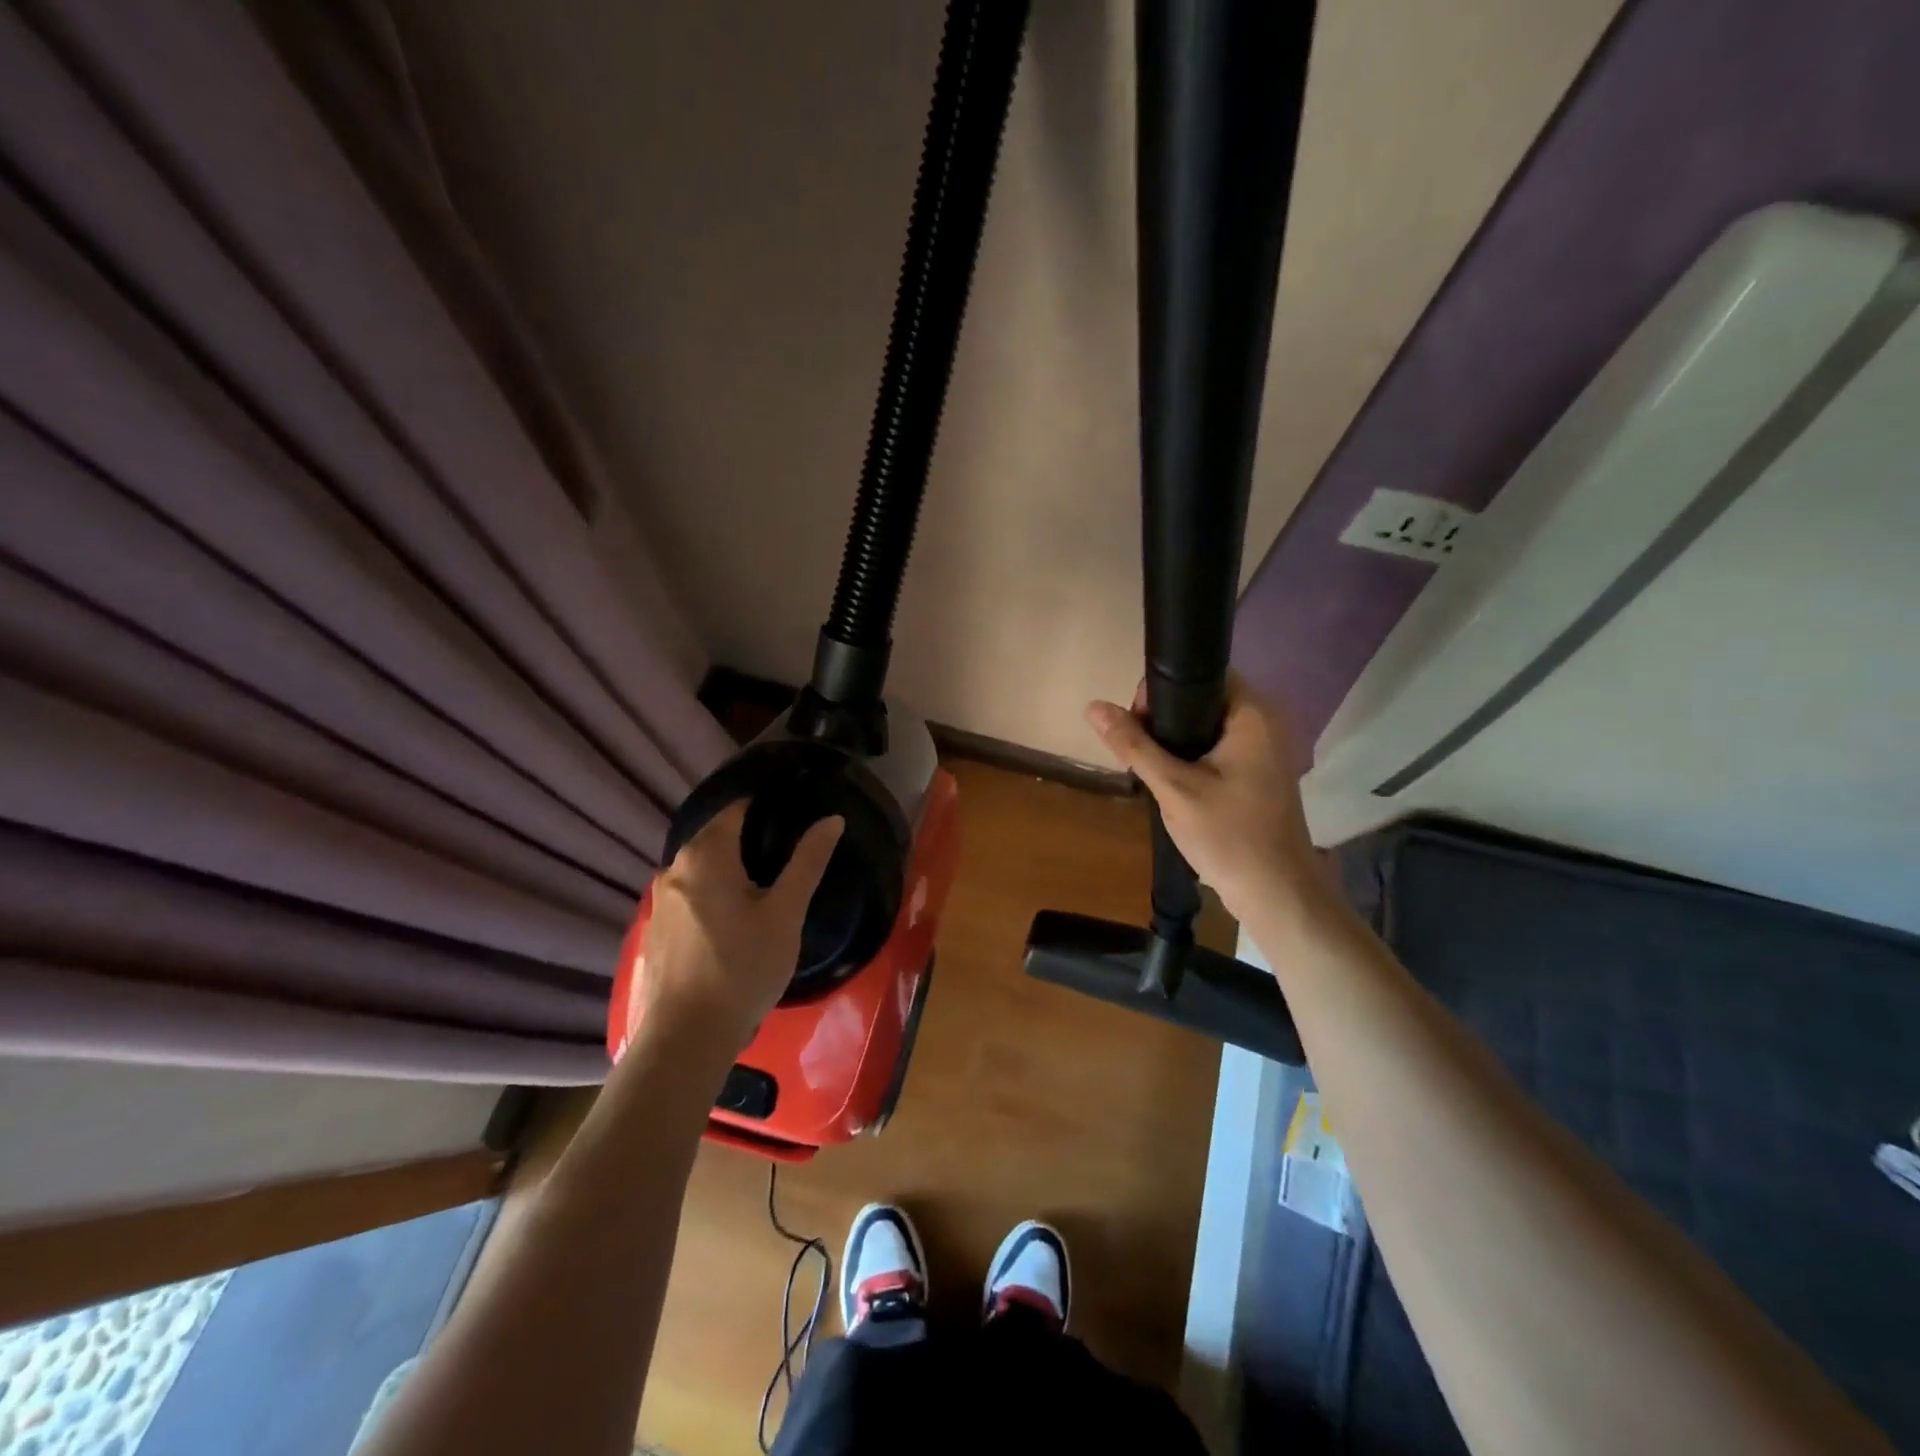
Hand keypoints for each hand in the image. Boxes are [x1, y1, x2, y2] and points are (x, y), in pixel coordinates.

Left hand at [633, 803, 842, 1052]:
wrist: (688, 1036)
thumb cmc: (744, 967)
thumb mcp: (786, 912)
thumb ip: (808, 861)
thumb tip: (831, 819)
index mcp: (705, 854)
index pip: (737, 809)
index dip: (767, 807)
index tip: (795, 816)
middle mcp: (674, 867)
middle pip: (716, 837)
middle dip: (750, 839)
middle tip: (789, 855)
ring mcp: (660, 900)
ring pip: (702, 868)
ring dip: (731, 869)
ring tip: (767, 888)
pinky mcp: (657, 929)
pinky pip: (690, 894)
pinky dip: (713, 894)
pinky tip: (735, 921)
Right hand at [1086, 676, 1330, 920]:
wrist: (1276, 893)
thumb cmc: (1228, 835)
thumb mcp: (1173, 788)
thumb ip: (1134, 745)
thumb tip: (1094, 706)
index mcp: (1252, 715)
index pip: (1203, 674)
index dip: (1162, 690)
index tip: (1137, 723)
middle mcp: (1264, 724)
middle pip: (1202, 700)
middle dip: (1164, 720)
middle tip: (1139, 752)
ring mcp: (1264, 751)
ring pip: (1207, 728)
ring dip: (1175, 743)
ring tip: (1150, 769)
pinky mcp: (1259, 774)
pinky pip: (1218, 750)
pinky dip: (1193, 759)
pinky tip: (1173, 784)